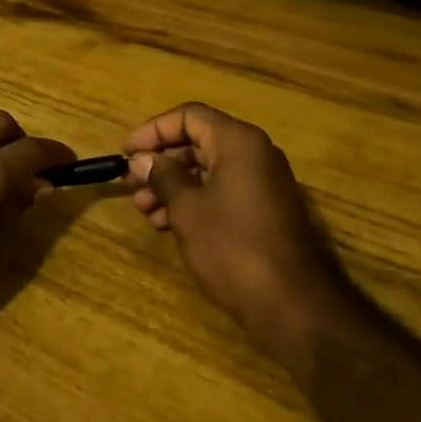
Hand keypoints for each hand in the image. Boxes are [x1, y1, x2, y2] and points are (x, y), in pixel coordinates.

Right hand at [124, 103, 353, 367]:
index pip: (189, 116)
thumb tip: (142, 159)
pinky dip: (194, 201)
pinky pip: (222, 191)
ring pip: (208, 170)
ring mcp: (263, 182)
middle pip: (198, 141)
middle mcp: (254, 153)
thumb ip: (162, 177)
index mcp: (238, 141)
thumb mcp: (187, 209)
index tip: (127, 153)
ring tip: (145, 211)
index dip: (153, 130)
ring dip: (173, 185)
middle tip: (131, 185)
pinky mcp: (265, 210)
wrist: (294, 305)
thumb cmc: (234, 248)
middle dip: (161, 162)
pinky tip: (169, 224)